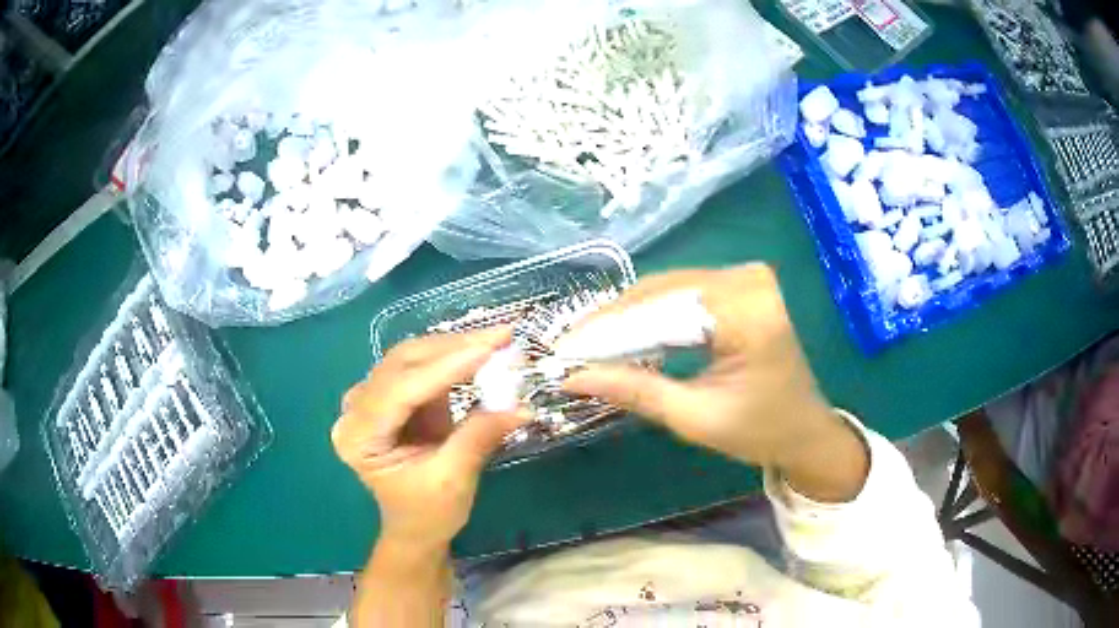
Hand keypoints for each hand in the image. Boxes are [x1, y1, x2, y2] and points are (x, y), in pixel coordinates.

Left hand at [332, 328, 528, 545]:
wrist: (416, 529)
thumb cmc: (428, 514)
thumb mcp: (454, 480)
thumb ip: (479, 437)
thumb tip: (521, 407)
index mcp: (358, 437)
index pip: (401, 390)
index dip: (446, 367)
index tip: (490, 348)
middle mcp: (355, 410)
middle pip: (402, 363)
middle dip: (453, 348)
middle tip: (501, 337)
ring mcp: (370, 399)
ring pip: (411, 358)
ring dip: (454, 347)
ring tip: (497, 341)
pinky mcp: (390, 396)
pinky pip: (420, 366)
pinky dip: (451, 359)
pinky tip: (480, 353)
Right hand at [563, 264, 868, 500]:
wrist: (804, 428)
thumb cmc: (758, 431)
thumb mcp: (693, 418)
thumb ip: (633, 390)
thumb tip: (571, 376)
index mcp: (747, 315)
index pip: (661, 314)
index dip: (606, 334)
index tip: (561, 353)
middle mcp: (747, 281)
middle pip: (660, 293)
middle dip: (611, 324)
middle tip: (568, 349)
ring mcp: (746, 277)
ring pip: (666, 290)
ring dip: (626, 318)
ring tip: (587, 344)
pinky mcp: (740, 284)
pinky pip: (683, 293)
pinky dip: (651, 315)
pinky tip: (625, 335)